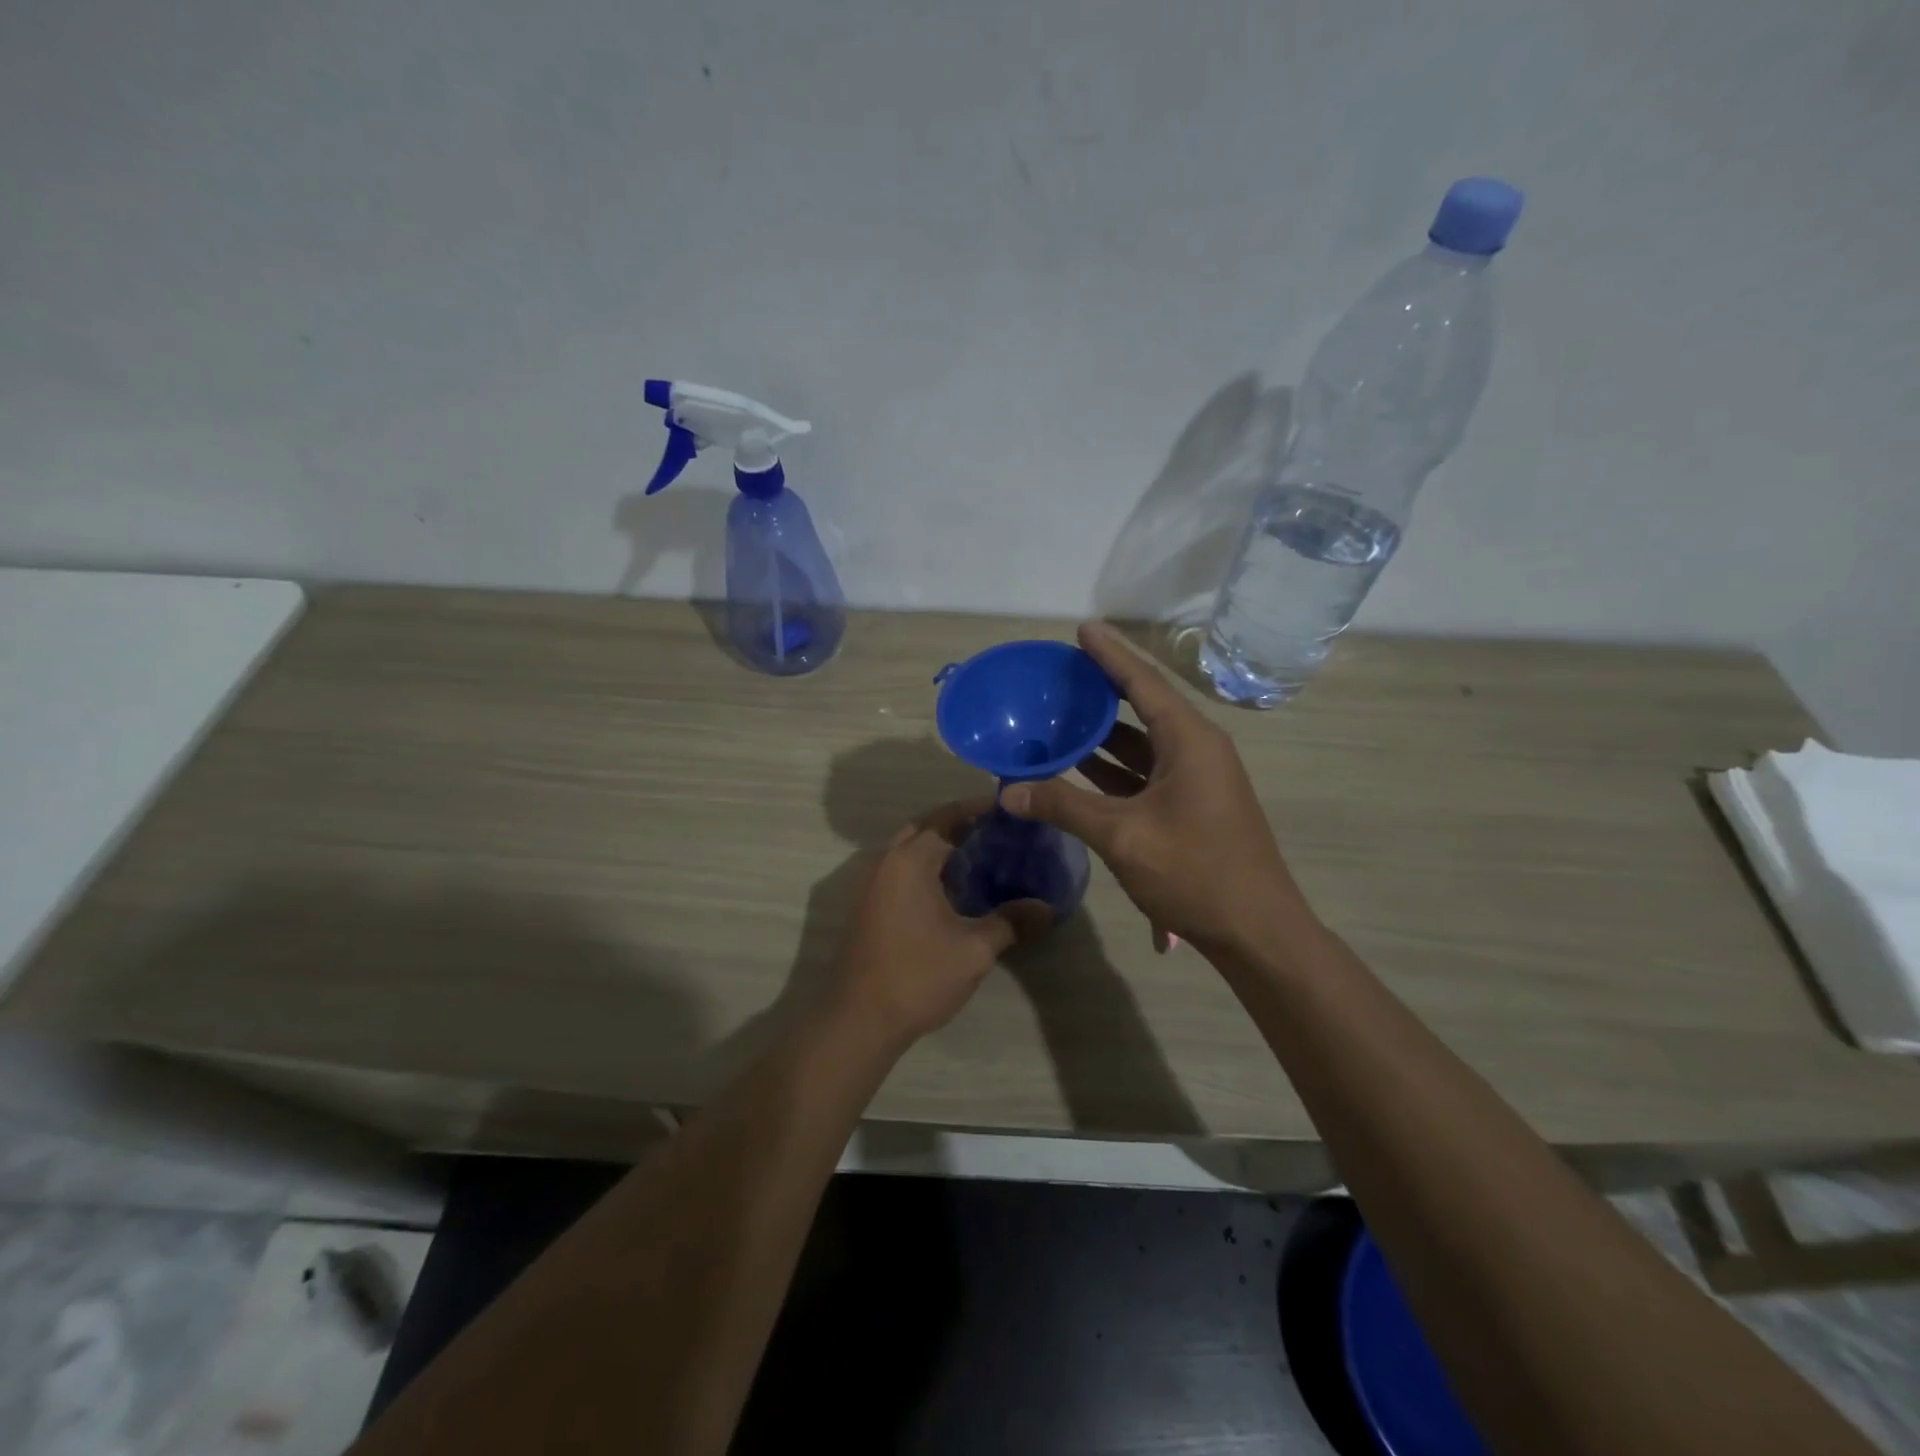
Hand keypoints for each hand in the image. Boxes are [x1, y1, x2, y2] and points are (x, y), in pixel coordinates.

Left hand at [825, 799, 1049, 1049]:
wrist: (859, 1020)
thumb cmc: (918, 977)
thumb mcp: (974, 950)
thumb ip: (1011, 922)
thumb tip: (1048, 907)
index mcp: (910, 861)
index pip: (947, 818)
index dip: (978, 811)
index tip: (1007, 809)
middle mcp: (886, 861)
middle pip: (924, 827)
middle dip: (957, 822)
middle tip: (995, 830)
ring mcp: (871, 883)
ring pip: (908, 848)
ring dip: (938, 843)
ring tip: (978, 854)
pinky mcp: (867, 905)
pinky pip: (899, 869)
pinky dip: (924, 865)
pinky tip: (949, 887)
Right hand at [1002, 623, 1314, 957]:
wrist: (1256, 932)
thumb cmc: (1195, 873)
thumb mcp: (1122, 836)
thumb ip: (1063, 807)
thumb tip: (1007, 791)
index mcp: (1189, 741)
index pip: (1143, 683)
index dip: (1110, 654)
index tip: (1082, 629)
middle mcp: (1196, 749)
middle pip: (1143, 705)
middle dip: (1102, 689)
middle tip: (1061, 673)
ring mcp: (1196, 779)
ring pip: (1143, 741)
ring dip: (1104, 731)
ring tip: (1059, 714)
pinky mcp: (1190, 804)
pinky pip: (1145, 770)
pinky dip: (1113, 765)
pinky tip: (1078, 766)